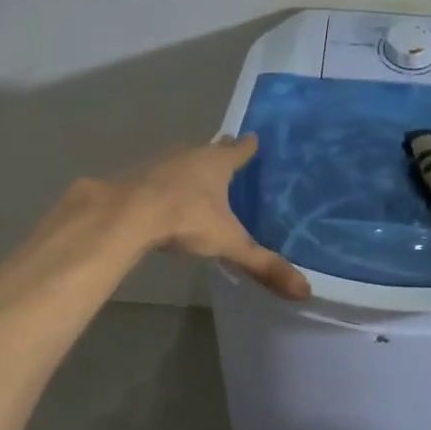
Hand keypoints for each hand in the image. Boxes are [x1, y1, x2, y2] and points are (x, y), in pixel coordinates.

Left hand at [113, 135, 309, 299]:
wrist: (125, 214)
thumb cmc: (185, 219)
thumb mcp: (229, 243)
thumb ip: (263, 265)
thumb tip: (305, 291)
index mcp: (217, 164)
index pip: (239, 150)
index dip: (247, 146)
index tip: (253, 138)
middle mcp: (190, 155)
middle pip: (209, 149)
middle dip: (219, 151)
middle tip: (227, 150)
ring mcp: (160, 163)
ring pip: (182, 159)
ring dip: (190, 165)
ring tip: (198, 174)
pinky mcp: (135, 176)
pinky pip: (157, 176)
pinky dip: (164, 182)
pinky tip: (163, 195)